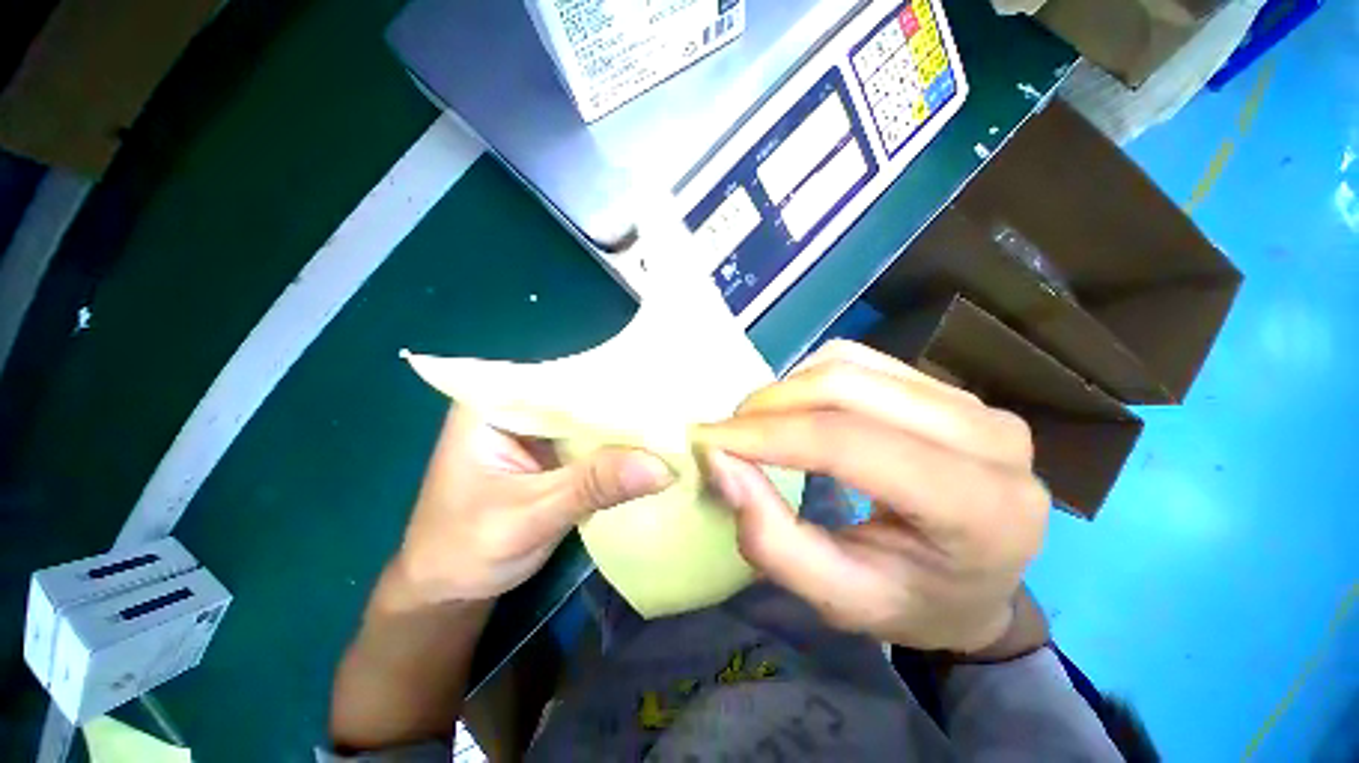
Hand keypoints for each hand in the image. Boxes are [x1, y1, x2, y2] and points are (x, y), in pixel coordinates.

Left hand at [394, 405, 674, 603]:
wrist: (447, 590)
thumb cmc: (468, 550)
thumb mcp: (532, 517)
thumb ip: (594, 486)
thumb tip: (663, 466)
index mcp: (490, 403)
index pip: (560, 378)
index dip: (611, 381)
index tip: (659, 385)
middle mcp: (514, 405)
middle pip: (578, 394)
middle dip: (623, 402)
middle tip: (676, 404)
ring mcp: (534, 427)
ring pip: (588, 416)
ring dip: (624, 424)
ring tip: (673, 419)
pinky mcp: (549, 449)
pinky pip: (589, 438)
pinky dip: (616, 444)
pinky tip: (650, 444)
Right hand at [695, 341, 1048, 653]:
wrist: (978, 586)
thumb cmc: (914, 602)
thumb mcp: (838, 598)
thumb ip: (773, 540)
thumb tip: (720, 462)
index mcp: (979, 507)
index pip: (849, 444)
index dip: (769, 436)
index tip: (709, 440)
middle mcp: (989, 438)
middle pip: (848, 386)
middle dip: (770, 404)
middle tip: (729, 434)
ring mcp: (971, 401)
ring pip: (850, 364)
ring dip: (787, 389)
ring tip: (758, 425)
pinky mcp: (945, 386)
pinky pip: (860, 360)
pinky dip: (810, 378)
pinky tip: (796, 411)